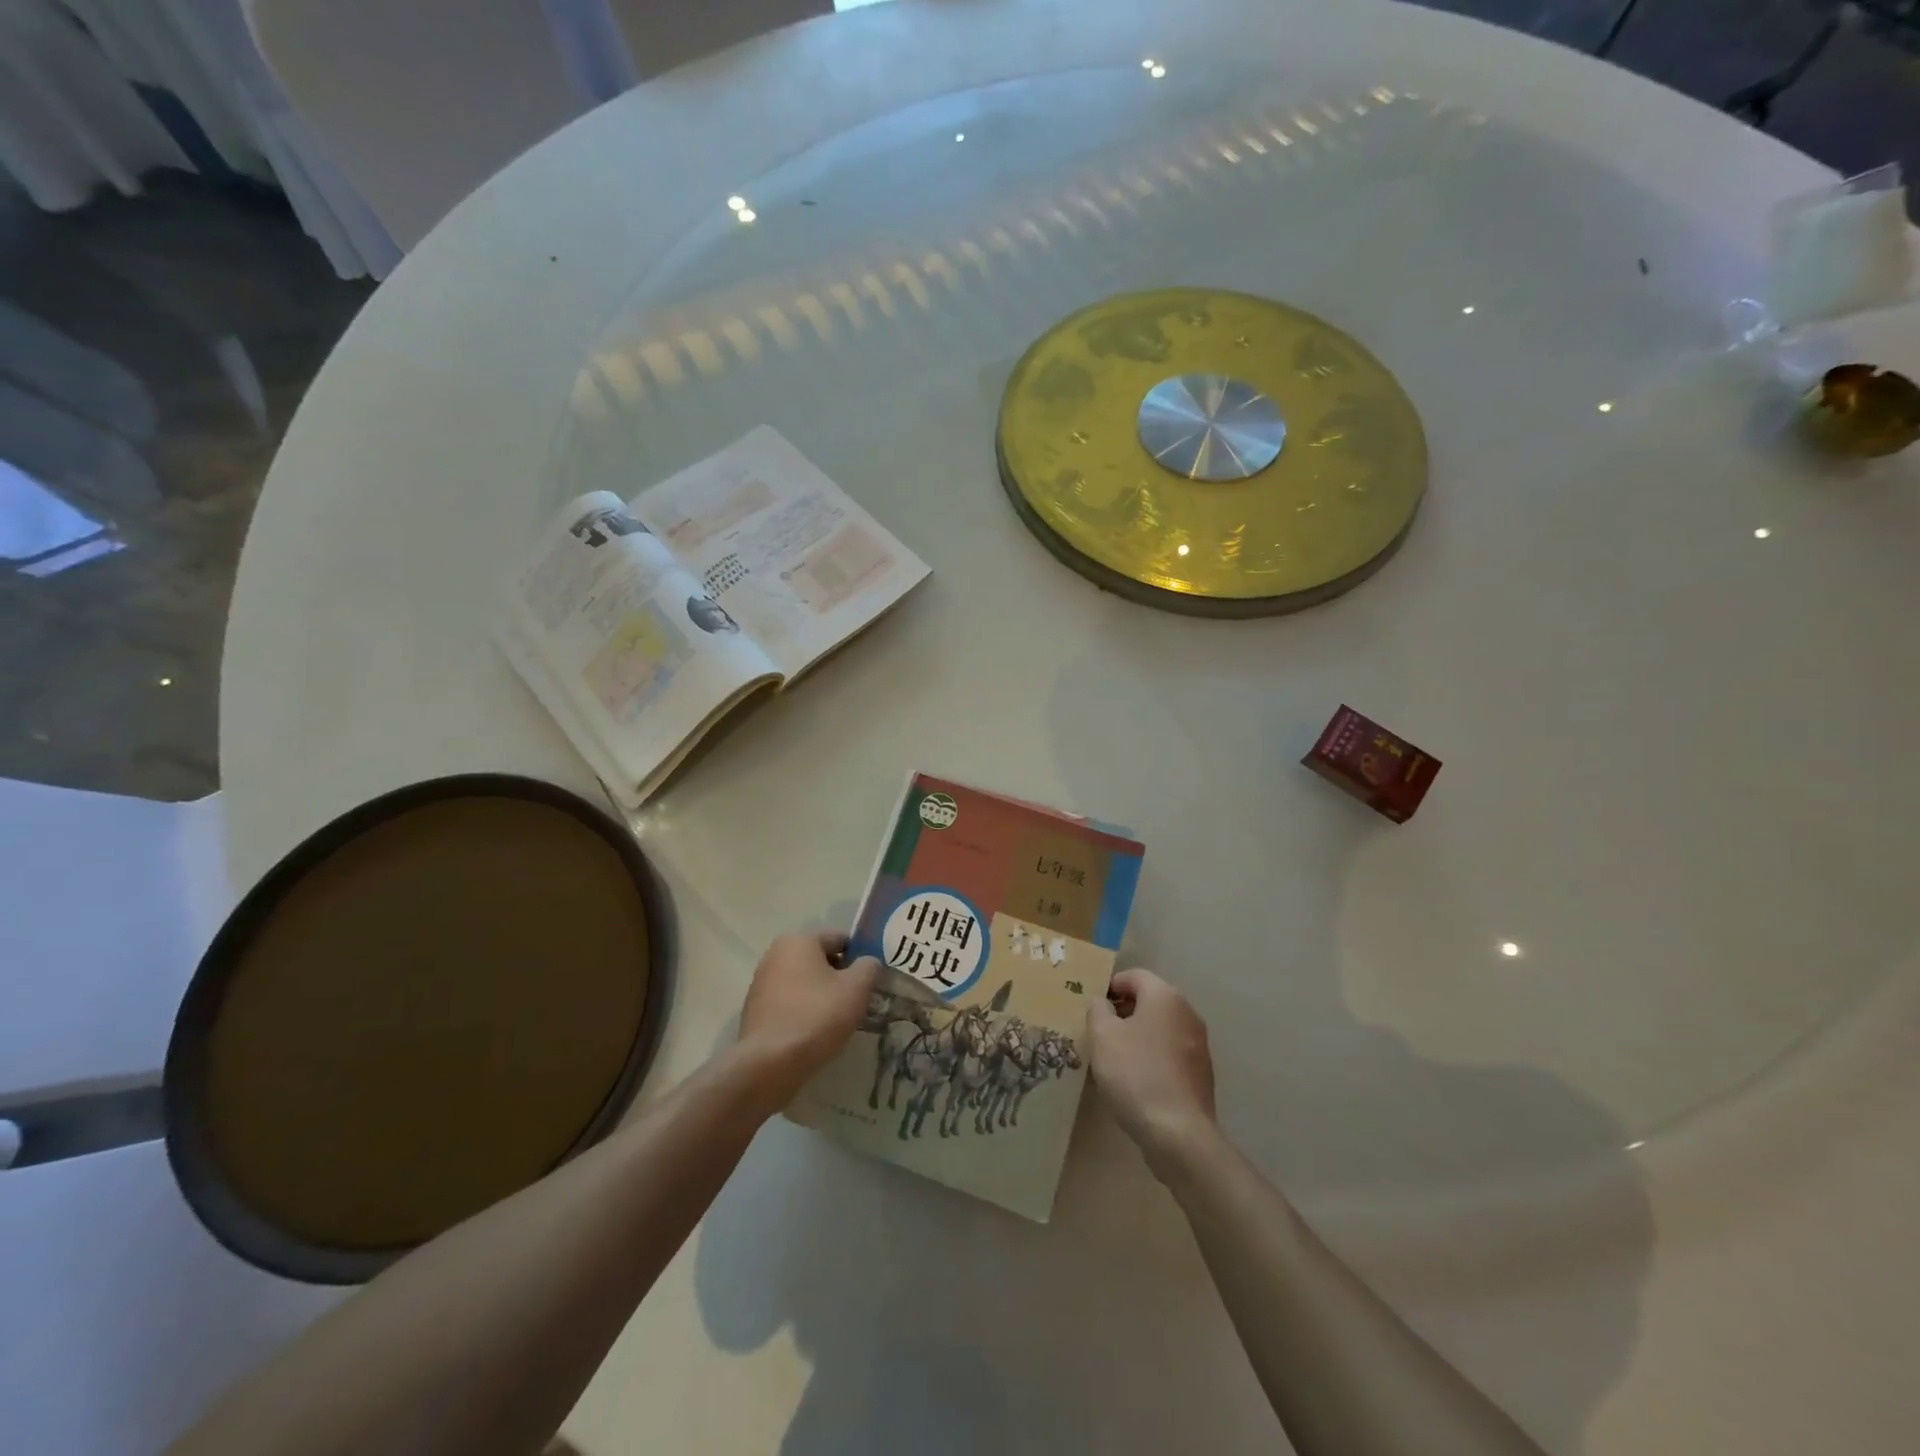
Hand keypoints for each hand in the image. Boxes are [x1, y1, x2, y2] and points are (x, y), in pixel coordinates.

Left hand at [736, 930, 878, 1104]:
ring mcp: (761, 983)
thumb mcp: (856, 988)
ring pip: (805, 983)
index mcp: (798, 941)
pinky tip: (816, 1034)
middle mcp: (775, 954)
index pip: (839, 939)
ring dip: (823, 996)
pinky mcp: (755, 1011)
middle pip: (820, 960)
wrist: (769, 1064)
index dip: (860, 956)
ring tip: (839, 1021)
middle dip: (841, 978)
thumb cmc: (817, 1016)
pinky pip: (790, 1003)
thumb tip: (868, 962)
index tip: (872, 980)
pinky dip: (805, 1012)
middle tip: (859, 1002)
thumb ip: (868, 967)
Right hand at [1088, 968, 1217, 1174]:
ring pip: (1160, 1028)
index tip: (1092, 1007)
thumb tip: (1103, 1002)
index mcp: (1165, 996)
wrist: (1178, 1133)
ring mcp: (1199, 1045)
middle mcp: (1188, 1013)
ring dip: (1138, 1036)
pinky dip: (1152, 1058)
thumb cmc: (1135, 1073)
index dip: (1110, 986)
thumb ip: (1097, 1009)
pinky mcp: (1201, 1074)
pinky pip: (1170, 1054)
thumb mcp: (1102, 1035)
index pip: (1134, 975)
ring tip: (1114, 1059)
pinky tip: (1136, 1081)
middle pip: (1150, 1001)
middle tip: (1099, 1032)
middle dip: (1123, 1012)